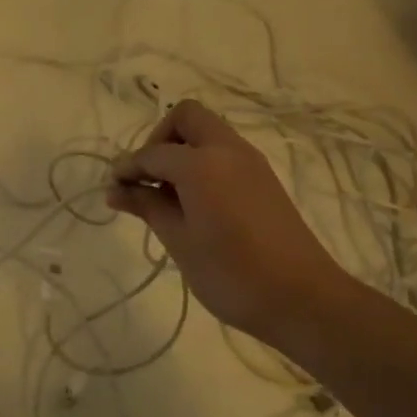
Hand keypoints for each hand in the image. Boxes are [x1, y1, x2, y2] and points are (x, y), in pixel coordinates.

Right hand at [107, 99, 355, 347]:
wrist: (302, 298)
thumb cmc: (231, 273)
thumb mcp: (179, 241)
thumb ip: (147, 206)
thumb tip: (115, 189)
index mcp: (202, 163)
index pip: (153, 152)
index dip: (129, 168)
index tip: (114, 190)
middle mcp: (228, 149)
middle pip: (187, 118)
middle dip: (160, 139)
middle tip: (149, 179)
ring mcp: (251, 162)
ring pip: (208, 133)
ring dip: (182, 151)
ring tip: (167, 197)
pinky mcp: (264, 179)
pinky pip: (224, 153)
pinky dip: (203, 164)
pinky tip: (194, 204)